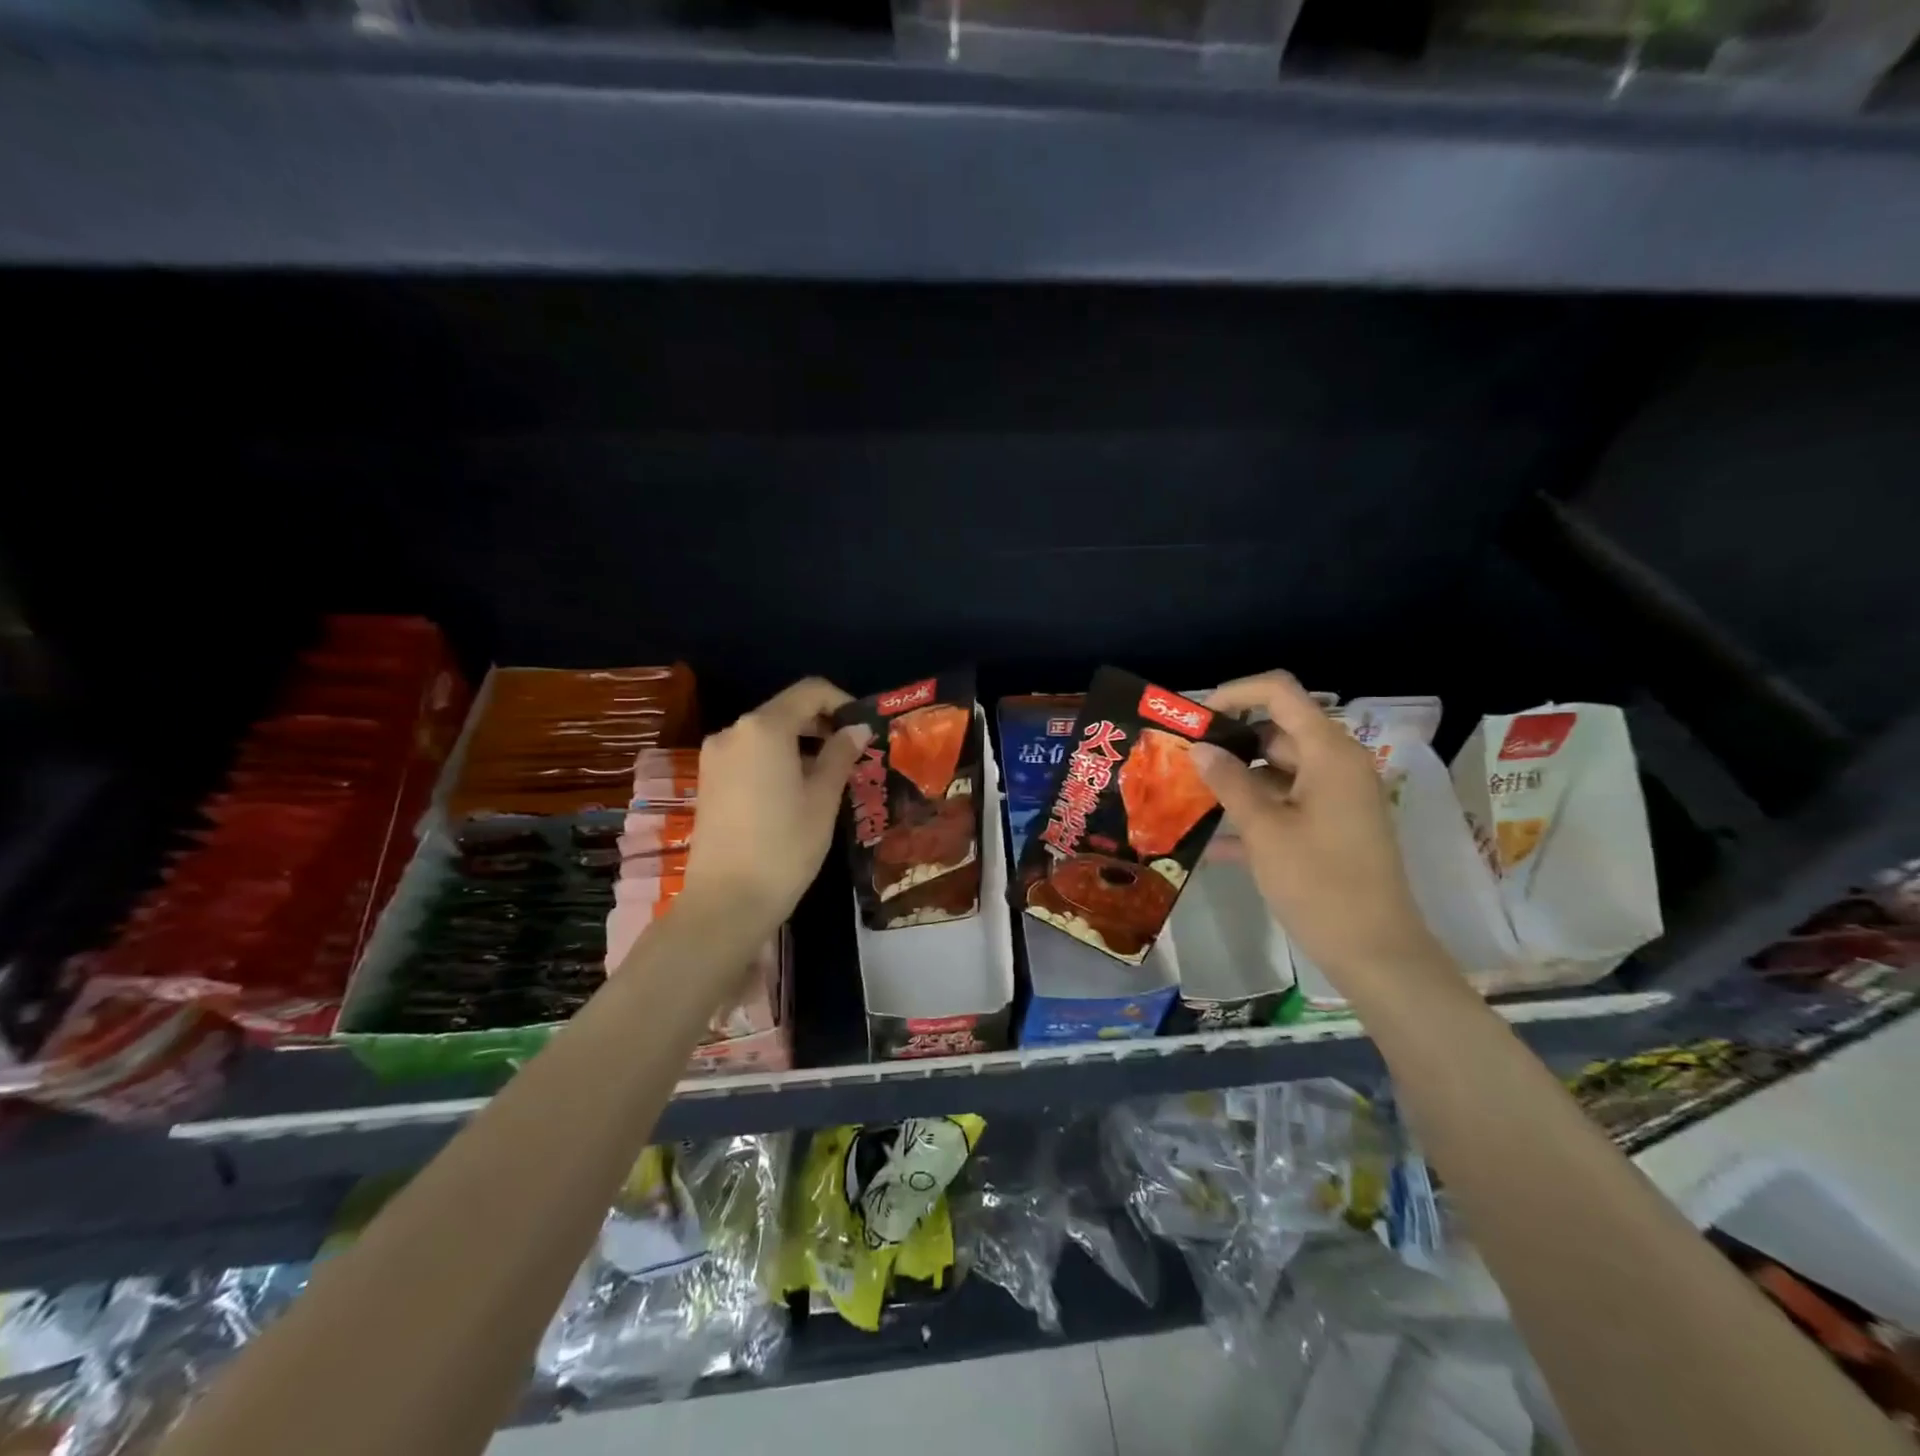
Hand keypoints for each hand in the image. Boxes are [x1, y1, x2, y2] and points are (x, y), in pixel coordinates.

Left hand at [681, 678, 870, 936]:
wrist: (726, 901)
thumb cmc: (785, 846)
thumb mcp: (823, 799)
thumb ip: (840, 755)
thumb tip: (856, 729)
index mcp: (764, 728)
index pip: (810, 691)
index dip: (842, 702)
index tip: (863, 730)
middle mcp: (733, 731)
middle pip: (786, 710)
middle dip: (822, 725)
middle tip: (853, 756)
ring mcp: (715, 756)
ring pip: (767, 734)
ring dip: (801, 744)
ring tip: (829, 777)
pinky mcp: (708, 780)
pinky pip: (750, 754)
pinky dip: (777, 760)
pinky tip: (796, 792)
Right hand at [1189, 671, 1444, 991]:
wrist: (1375, 952)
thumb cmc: (1319, 883)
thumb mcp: (1264, 830)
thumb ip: (1229, 783)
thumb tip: (1200, 748)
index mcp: (1329, 753)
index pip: (1280, 693)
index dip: (1235, 693)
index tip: (1196, 718)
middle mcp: (1337, 765)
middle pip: (1276, 732)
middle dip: (1229, 742)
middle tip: (1182, 760)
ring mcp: (1336, 798)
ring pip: (1277, 770)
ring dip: (1236, 781)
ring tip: (1187, 796)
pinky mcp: (1331, 827)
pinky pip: (1286, 804)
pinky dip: (1254, 813)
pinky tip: (1211, 842)